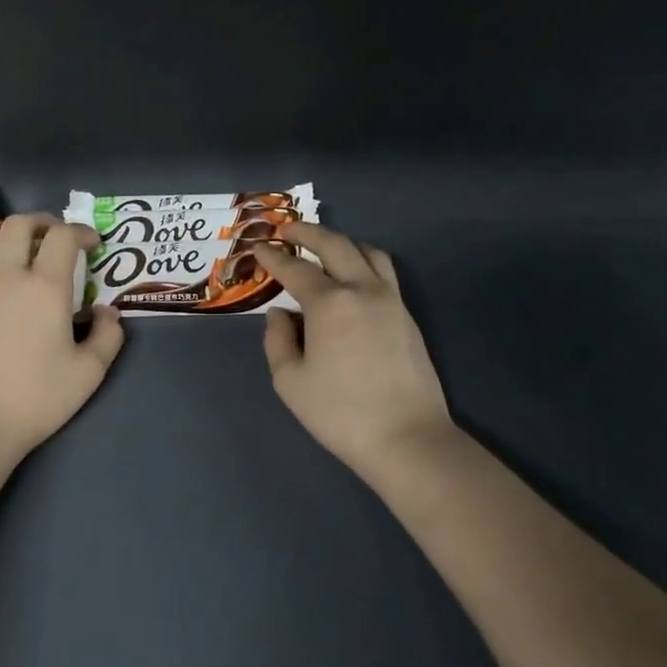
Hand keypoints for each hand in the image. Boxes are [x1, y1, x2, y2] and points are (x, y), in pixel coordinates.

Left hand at [0, 214, 122, 461]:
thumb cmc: (35, 399)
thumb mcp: (88, 373)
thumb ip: (108, 336)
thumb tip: (106, 312)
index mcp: (44, 287)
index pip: (62, 236)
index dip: (81, 232)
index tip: (93, 244)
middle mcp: (6, 276)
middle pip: (21, 225)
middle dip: (45, 223)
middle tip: (61, 239)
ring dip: (18, 241)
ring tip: (33, 262)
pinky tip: (8, 294)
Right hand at [257, 226, 455, 483]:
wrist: (406, 437)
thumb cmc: (339, 413)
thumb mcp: (290, 381)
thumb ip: (278, 341)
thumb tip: (280, 315)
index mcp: (330, 303)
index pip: (296, 269)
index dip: (274, 257)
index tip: (259, 248)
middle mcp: (363, 290)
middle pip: (336, 245)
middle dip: (309, 232)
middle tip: (288, 230)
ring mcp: (391, 300)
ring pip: (368, 252)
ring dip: (342, 242)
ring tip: (323, 248)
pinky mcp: (407, 316)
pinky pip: (384, 272)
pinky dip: (363, 261)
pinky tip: (352, 276)